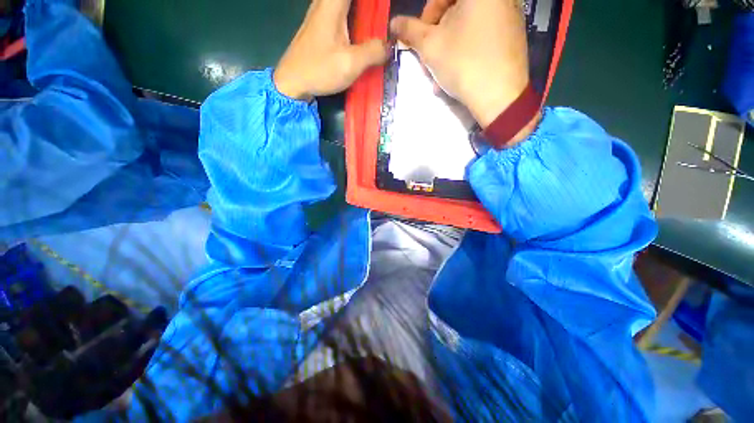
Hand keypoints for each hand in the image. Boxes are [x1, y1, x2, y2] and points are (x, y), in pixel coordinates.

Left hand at [274, 0, 389, 100]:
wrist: (292, 82)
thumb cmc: (319, 70)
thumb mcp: (350, 63)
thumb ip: (373, 52)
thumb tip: (390, 46)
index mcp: (333, 4)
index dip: (375, 2)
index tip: (385, 6)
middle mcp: (326, 2)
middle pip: (354, 1)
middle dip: (371, 7)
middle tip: (384, 15)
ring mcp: (322, 13)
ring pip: (349, 6)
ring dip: (364, 11)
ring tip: (379, 25)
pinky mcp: (322, 26)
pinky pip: (344, 13)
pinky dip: (357, 18)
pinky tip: (365, 33)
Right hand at [391, 0, 531, 129]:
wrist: (499, 96)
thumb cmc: (463, 64)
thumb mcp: (430, 46)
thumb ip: (409, 30)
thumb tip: (394, 23)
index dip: (425, 18)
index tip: (420, 42)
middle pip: (455, 10)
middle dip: (437, 37)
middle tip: (429, 61)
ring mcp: (510, 13)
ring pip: (467, 26)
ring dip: (448, 48)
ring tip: (440, 74)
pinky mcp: (514, 33)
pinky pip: (482, 35)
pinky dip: (466, 49)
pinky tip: (458, 71)